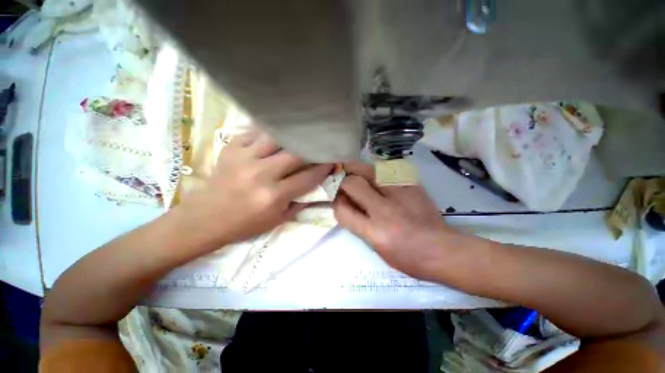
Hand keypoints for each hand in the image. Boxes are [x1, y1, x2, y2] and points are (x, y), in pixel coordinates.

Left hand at [176, 130, 332, 248]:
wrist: (206, 218)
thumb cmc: (245, 224)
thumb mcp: (278, 220)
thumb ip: (300, 202)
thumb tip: (317, 186)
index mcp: (274, 196)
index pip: (308, 177)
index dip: (323, 168)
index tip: (332, 160)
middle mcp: (261, 174)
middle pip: (295, 154)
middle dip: (312, 150)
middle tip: (320, 146)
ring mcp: (244, 158)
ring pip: (276, 137)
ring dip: (291, 137)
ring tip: (300, 136)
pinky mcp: (231, 149)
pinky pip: (255, 132)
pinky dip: (269, 133)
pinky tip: (277, 135)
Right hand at [333, 162, 461, 280]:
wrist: (443, 249)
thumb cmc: (407, 255)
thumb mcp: (375, 246)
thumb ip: (356, 223)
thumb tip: (343, 202)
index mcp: (376, 231)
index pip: (342, 209)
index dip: (336, 202)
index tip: (337, 198)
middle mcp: (386, 208)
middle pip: (353, 183)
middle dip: (343, 180)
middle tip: (342, 181)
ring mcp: (400, 192)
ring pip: (368, 170)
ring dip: (356, 170)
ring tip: (355, 175)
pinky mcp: (411, 183)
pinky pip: (384, 169)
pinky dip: (373, 171)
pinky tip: (374, 178)